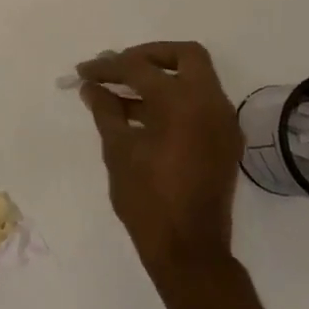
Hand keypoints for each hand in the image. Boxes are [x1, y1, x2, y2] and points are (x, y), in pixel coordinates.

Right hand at [77, 42, 242, 276]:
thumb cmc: (149, 200)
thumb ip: (106, 110)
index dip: (108, 67)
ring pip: (195, 79)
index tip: (84, 72)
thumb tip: (92, 87)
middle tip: (119, 67)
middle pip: (185, 56)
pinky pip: (200, 105)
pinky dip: (175, 101)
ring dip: (161, 79)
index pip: (140, 68)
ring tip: (120, 93)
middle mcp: (211, 103)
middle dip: (149, 56)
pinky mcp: (225, 142)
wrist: (190, 252)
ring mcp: (223, 122)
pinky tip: (142, 116)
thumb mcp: (119, 150)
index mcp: (183, 101)